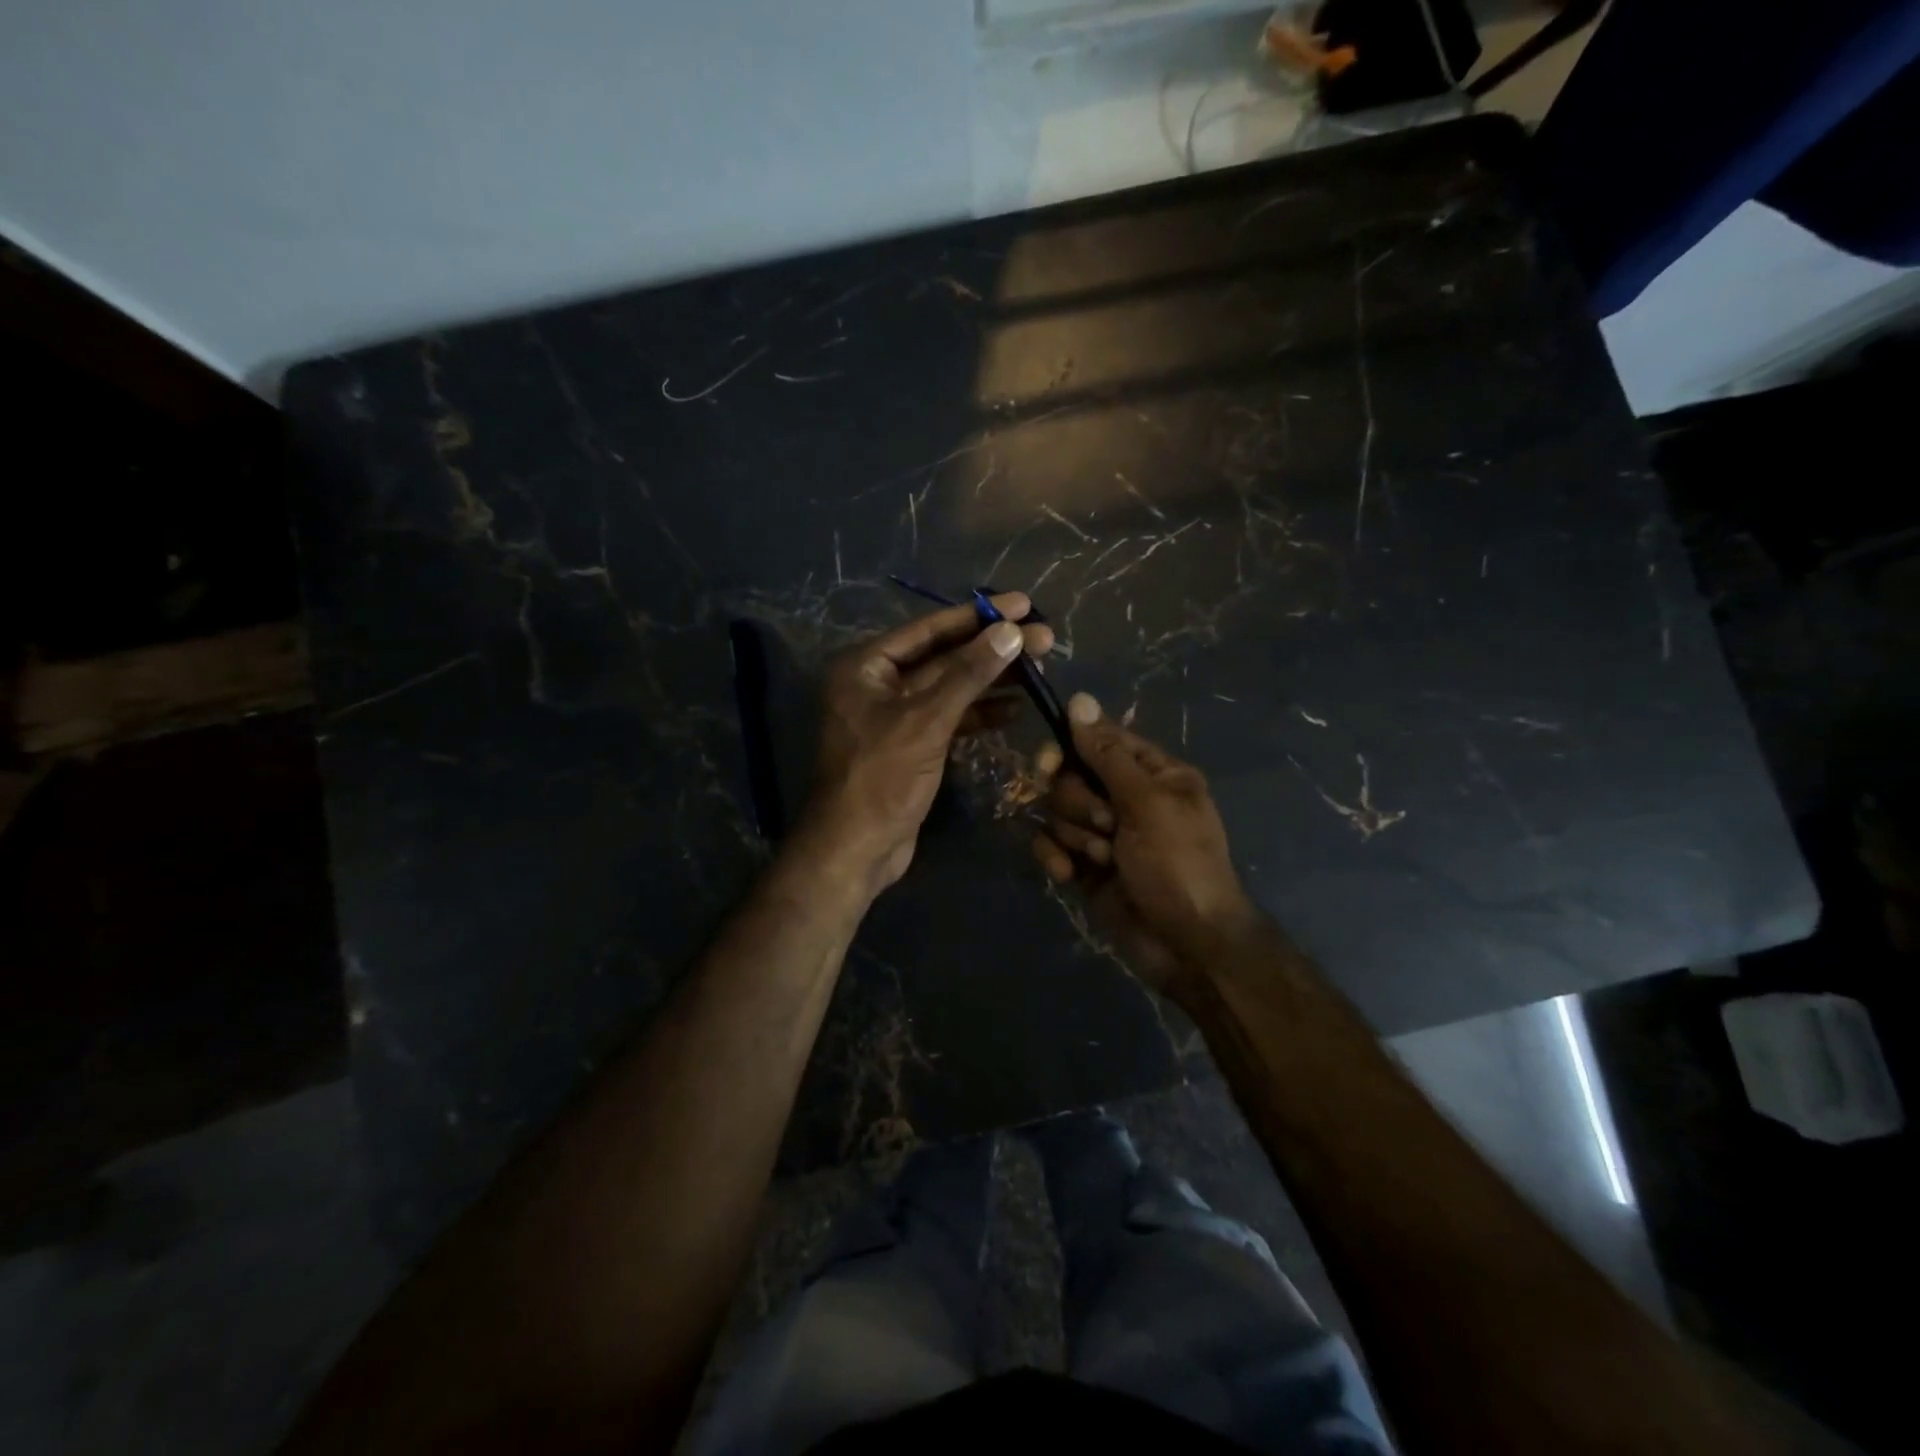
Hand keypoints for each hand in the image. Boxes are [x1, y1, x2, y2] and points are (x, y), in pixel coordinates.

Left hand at [801, 593, 1053, 896]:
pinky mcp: (912, 745)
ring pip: (951, 688)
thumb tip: (1012, 631)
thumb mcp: (927, 720)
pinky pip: (950, 718)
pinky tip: (1015, 708)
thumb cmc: (882, 778)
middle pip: (944, 657)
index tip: (1024, 604)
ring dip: (991, 680)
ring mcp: (895, 716)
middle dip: (992, 649)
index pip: (929, 630)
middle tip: (1044, 637)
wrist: (857, 849)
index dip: (978, 616)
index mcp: (866, 666)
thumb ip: (969, 674)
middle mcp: (878, 684)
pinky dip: (980, 713)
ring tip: (1039, 668)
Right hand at [1033, 693, 1258, 993]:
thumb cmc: (1178, 864)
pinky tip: (1070, 876)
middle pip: (1071, 776)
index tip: (1050, 764)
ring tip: (1103, 859)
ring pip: (1058, 812)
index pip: (1100, 741)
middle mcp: (1126, 797)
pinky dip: (1055, 857)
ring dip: (1075, 835)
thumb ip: (1107, 754)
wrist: (1186, 944)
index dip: (1071, 749)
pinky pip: (1051, 844)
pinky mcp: (1085, 865)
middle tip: (1105, 825)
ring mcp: (1104, 833)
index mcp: (1153, 774)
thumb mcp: (1148, 803)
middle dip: (1079, 803)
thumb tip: (1078, 699)